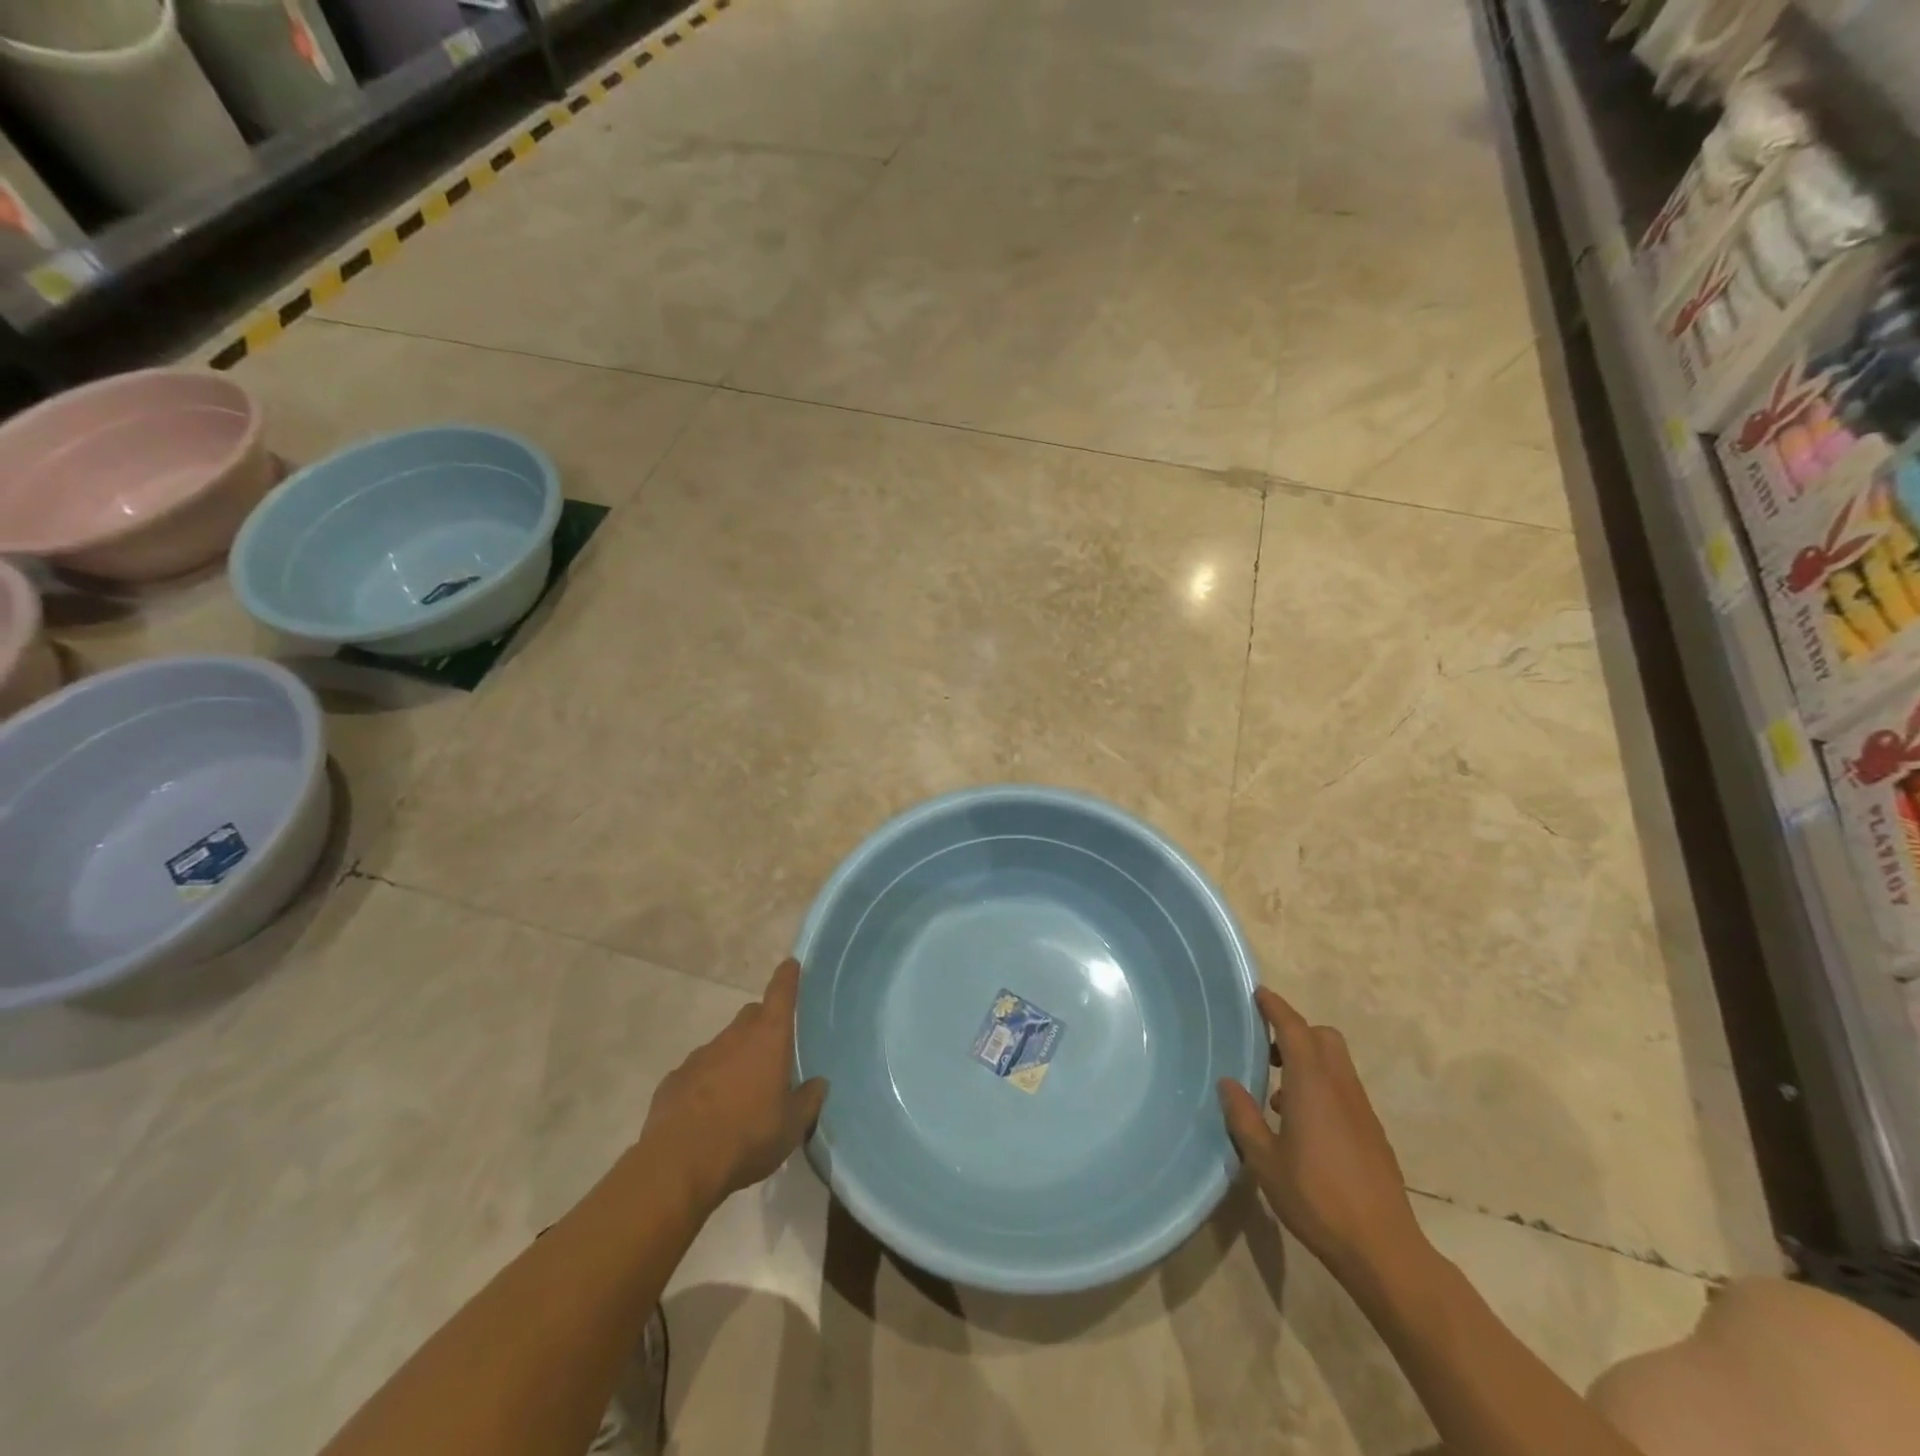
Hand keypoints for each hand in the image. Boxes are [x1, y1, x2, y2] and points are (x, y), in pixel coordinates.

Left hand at [641, 958, 826, 1210]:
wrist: (679, 1166)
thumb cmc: (747, 1138)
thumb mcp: (792, 1127)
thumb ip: (808, 1101)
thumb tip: (818, 1083)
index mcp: (768, 1039)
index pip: (781, 994)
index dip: (787, 977)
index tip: (791, 964)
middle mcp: (734, 1037)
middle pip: (751, 1016)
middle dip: (762, 1025)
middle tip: (772, 1052)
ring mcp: (699, 1056)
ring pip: (723, 1045)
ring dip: (734, 1058)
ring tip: (740, 1093)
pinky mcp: (673, 1080)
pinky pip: (697, 1072)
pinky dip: (706, 1082)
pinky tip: (708, 1113)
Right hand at [1218, 988, 1426, 1284]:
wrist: (1382, 1248)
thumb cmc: (1316, 1199)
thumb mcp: (1265, 1160)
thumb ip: (1244, 1117)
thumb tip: (1228, 1083)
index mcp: (1312, 1085)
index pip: (1294, 1029)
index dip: (1276, 1008)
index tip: (1259, 994)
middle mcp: (1340, 1087)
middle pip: (1323, 1037)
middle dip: (1296, 1031)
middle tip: (1267, 1047)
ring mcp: (1361, 1109)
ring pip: (1336, 1063)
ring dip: (1308, 1060)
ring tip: (1277, 1093)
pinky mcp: (1372, 1132)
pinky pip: (1343, 1089)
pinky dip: (1321, 1086)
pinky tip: (1302, 1125)